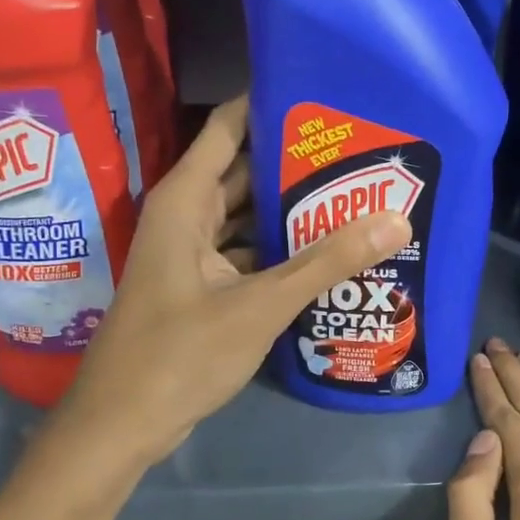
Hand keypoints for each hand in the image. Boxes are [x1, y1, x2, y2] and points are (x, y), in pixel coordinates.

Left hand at [61, 95, 410, 463]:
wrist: (122, 425)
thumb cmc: (179, 355)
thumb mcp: (259, 305)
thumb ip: (326, 262)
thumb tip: (396, 219)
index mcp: (186, 201)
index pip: (229, 127)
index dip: (272, 105)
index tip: (327, 95)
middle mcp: (187, 217)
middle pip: (246, 171)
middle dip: (298, 162)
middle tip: (362, 150)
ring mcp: (194, 255)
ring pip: (249, 217)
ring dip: (293, 211)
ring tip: (358, 195)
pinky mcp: (203, 289)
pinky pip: (248, 254)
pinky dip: (282, 252)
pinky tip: (329, 254)